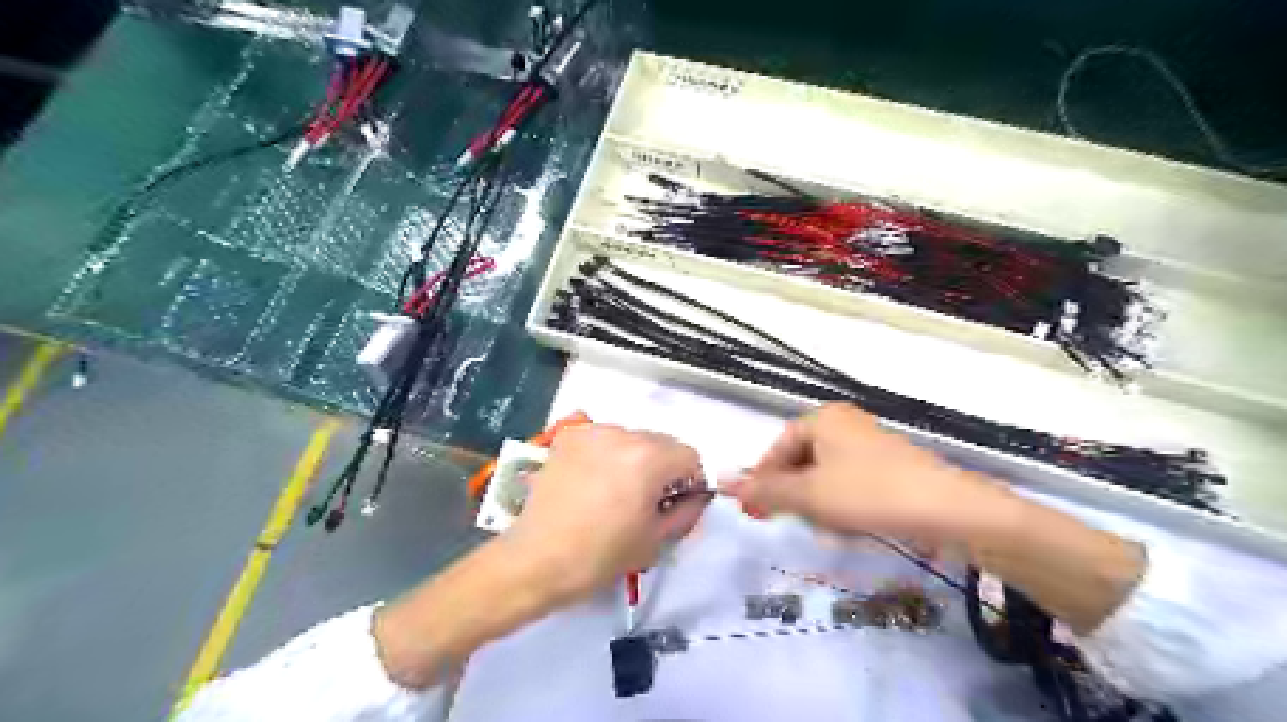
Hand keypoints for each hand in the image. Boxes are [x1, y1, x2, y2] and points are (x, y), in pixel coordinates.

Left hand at [503, 426, 708, 606]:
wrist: (536, 560)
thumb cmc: (601, 556)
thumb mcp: (656, 540)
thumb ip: (687, 512)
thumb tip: (695, 497)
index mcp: (649, 458)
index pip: (689, 456)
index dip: (690, 481)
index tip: (676, 504)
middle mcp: (622, 434)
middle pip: (661, 442)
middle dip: (664, 468)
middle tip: (647, 501)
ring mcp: (592, 432)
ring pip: (632, 438)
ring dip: (636, 458)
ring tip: (616, 491)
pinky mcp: (567, 437)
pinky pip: (603, 438)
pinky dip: (607, 454)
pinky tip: (593, 481)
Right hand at [719, 404, 998, 545]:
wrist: (949, 510)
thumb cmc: (869, 494)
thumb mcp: (808, 495)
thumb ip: (765, 490)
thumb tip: (721, 482)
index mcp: (823, 419)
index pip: (778, 446)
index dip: (764, 478)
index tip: (756, 510)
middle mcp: (846, 424)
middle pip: (802, 460)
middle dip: (794, 494)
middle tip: (792, 521)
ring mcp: (871, 444)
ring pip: (826, 475)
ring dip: (818, 503)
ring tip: (827, 528)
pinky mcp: (891, 466)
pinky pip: (852, 482)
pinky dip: (843, 504)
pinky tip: (853, 526)